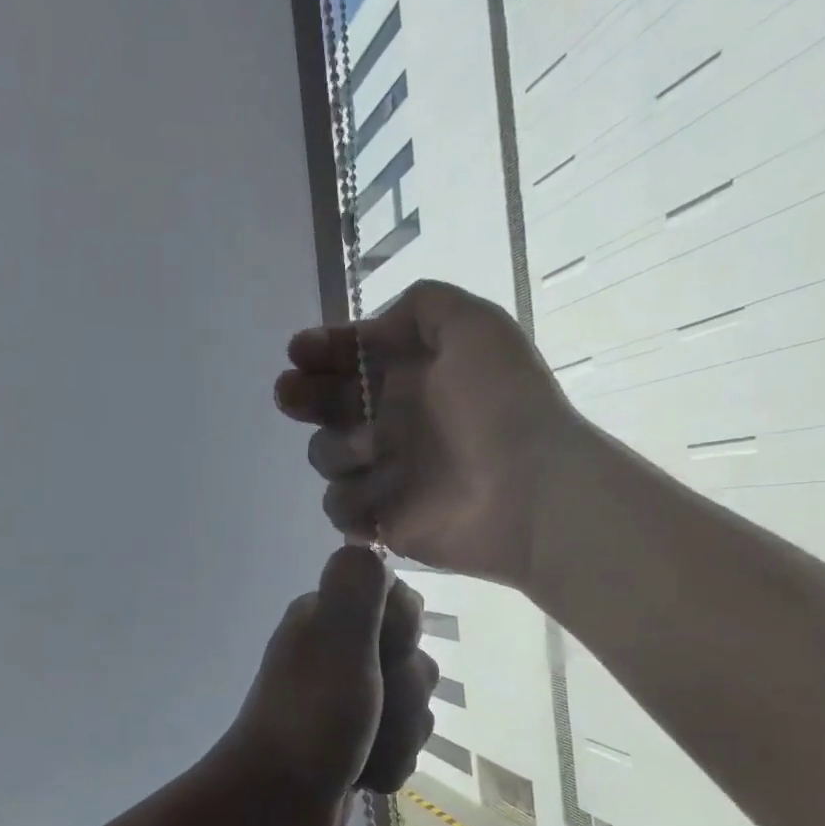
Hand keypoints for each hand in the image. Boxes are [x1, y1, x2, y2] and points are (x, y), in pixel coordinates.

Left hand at [216, 546, 438, 825]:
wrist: (274, 808)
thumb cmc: (309, 721)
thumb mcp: (336, 644)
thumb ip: (355, 589)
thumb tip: (364, 543)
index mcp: (328, 619)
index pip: (404, 603)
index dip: (404, 635)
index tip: (380, 657)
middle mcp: (339, 652)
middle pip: (415, 660)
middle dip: (405, 697)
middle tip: (368, 711)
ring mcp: (348, 699)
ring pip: (415, 708)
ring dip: (398, 736)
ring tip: (362, 751)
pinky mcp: (357, 740)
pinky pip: (403, 744)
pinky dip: (387, 763)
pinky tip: (361, 776)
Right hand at [275, 280, 574, 584]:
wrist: (533, 490)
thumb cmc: (502, 404)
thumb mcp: (475, 325)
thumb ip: (422, 305)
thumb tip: (374, 331)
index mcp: (411, 377)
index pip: (350, 359)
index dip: (321, 350)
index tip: (299, 352)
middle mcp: (393, 422)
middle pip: (325, 406)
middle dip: (303, 395)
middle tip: (291, 394)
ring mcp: (387, 473)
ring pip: (326, 456)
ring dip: (337, 449)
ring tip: (370, 448)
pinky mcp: (385, 520)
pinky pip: (341, 507)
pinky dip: (351, 500)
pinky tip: (376, 495)